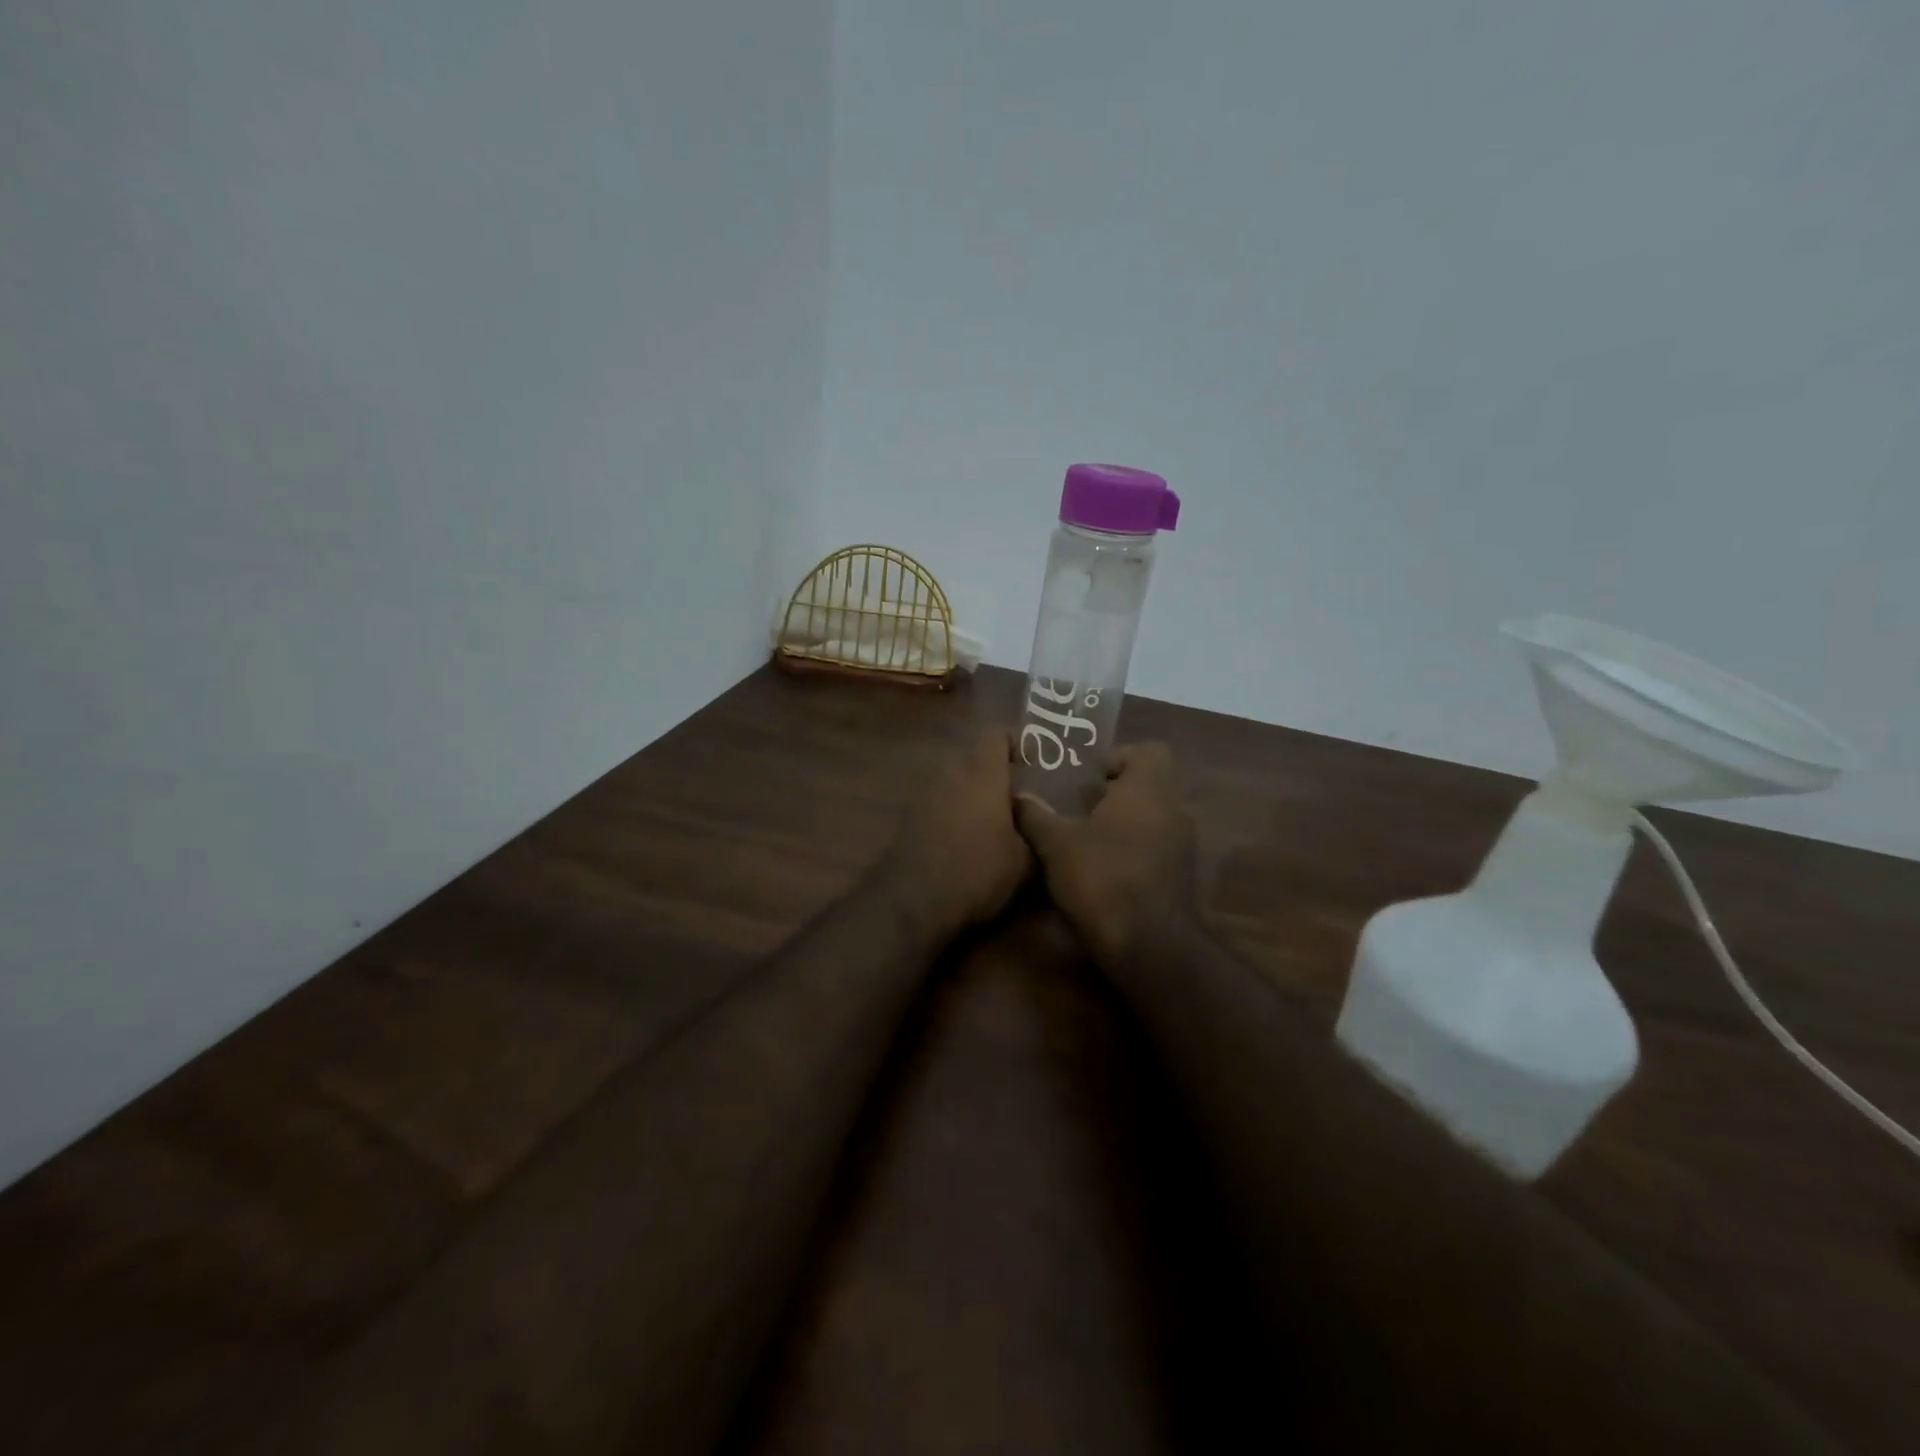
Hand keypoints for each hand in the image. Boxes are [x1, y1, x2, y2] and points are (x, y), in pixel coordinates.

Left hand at [884, 729, 1032, 937]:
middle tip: (1018, 800)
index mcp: (981, 773)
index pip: (997, 734)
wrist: (911, 900)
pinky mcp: (908, 817)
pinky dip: (955, 813)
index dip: (1017, 743)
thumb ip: (1034, 832)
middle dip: (997, 773)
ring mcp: (924, 794)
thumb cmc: (976, 872)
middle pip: (975, 758)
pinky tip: (967, 842)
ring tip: (994, 824)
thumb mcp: (1023, 861)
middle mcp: (950, 773)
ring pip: (956, 781)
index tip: (1033, 764)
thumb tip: (1034, 820)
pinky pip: (939, 802)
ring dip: (974, 795)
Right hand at [1014, 742, 1199, 966]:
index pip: (1150, 750)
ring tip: (1090, 840)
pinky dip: (1137, 850)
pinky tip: (1106, 871)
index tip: (1093, 777)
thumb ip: (1036, 816)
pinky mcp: (1183, 876)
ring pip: (1156, 818)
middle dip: (1118, 793)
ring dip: (1127, 823)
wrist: (1149, 943)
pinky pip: (1160, 847)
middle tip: (1082, 807)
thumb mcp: (1056, 844)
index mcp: (1147, 789)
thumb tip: (1018, 797)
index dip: (1121, 756)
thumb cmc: (1102, 876)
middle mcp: (1173, 809)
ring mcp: (1183, 845)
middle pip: (1151, 785)